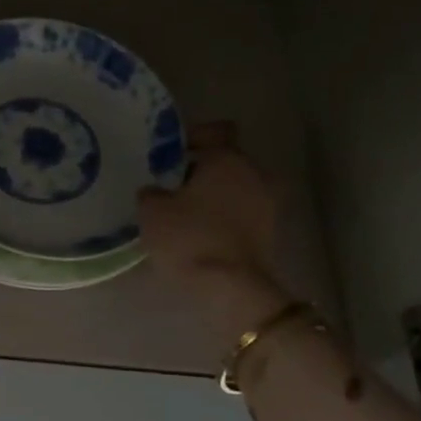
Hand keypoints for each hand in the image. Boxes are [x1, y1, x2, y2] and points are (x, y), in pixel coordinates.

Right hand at [139, 122, 289, 343]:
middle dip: (202, 169)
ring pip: (235, 187)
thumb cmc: (189, 238)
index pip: (216, 131)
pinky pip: (241, 211)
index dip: (192, 138)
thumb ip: (151, 192)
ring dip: (214, 194)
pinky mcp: (268, 232)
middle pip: (226, 160)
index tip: (169, 154)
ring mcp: (267, 204)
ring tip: (184, 210)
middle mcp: (254, 174)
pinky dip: (223, 215)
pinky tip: (200, 229)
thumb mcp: (152, 211)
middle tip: (172, 183)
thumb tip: (155, 190)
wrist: (230, 289)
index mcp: (228, 159)